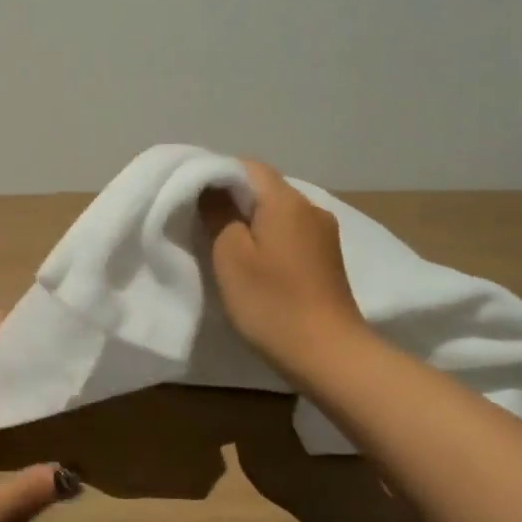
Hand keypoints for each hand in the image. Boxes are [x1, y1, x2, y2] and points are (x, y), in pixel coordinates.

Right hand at [199, 159, 367, 381]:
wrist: (328, 354)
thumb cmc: (271, 301)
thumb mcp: (230, 255)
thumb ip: (217, 213)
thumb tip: (212, 189)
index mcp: (286, 201)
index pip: (248, 167)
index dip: (217, 174)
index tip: (192, 195)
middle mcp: (311, 208)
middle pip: (265, 188)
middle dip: (232, 199)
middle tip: (201, 221)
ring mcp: (324, 235)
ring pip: (278, 213)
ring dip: (251, 221)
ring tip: (224, 244)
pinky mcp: (328, 259)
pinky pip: (291, 234)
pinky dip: (269, 239)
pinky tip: (255, 262)